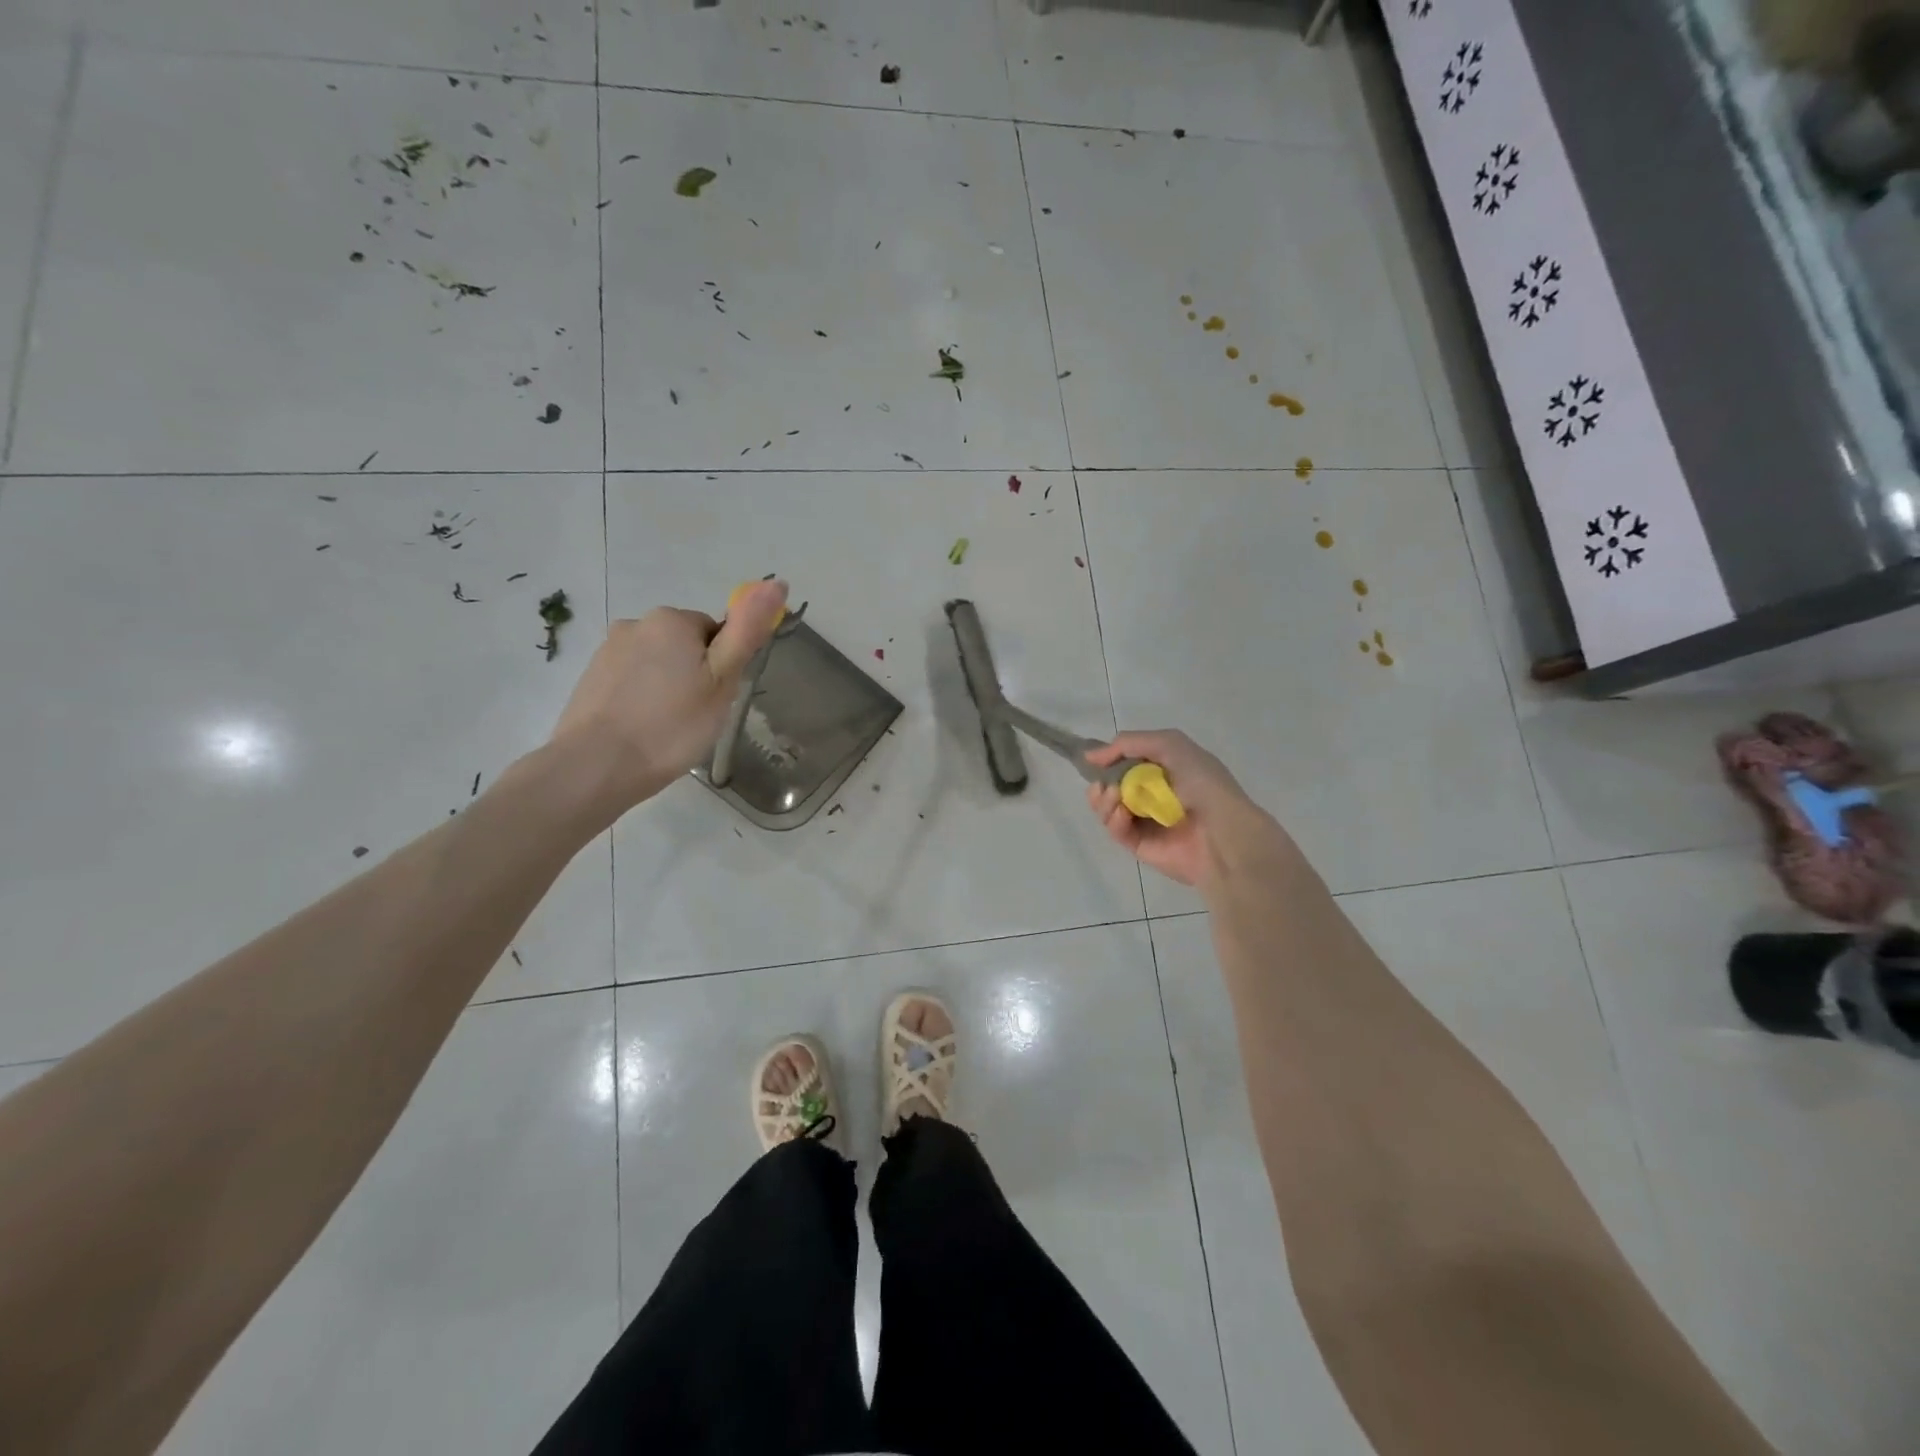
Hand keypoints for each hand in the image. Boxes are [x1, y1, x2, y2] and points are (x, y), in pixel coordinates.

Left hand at [549, 580, 788, 822]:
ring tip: (668, 728)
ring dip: (668, 687)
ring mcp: (608, 650)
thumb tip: (776, 581)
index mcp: (673, 620)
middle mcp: (637, 623)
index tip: (716, 699)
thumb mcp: (722, 680)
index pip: (716, 633)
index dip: (723, 667)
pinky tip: (643, 729)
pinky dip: (642, 699)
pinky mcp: (591, 677)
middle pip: (685, 645)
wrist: (596, 766)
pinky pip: (632, 681)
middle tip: (697, 716)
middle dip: (695, 675)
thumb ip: (748, 630)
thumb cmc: (671, 725)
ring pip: (657, 664)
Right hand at [1084, 730, 1274, 887]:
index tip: (1093, 759)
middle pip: (1110, 785)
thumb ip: (1129, 743)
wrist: (1223, 833)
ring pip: (1108, 808)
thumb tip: (1091, 756)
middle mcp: (1153, 793)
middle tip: (1101, 785)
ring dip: (1103, 800)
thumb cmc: (1202, 783)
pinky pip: (1116, 830)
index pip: (1125, 761)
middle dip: (1101, 782)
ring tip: (1114, 798)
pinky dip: (1113, 820)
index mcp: (1164, 768)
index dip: (1108, 758)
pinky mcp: (1140, 845)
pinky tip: (1122, 814)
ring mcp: (1145, 820)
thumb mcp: (1170, 745)